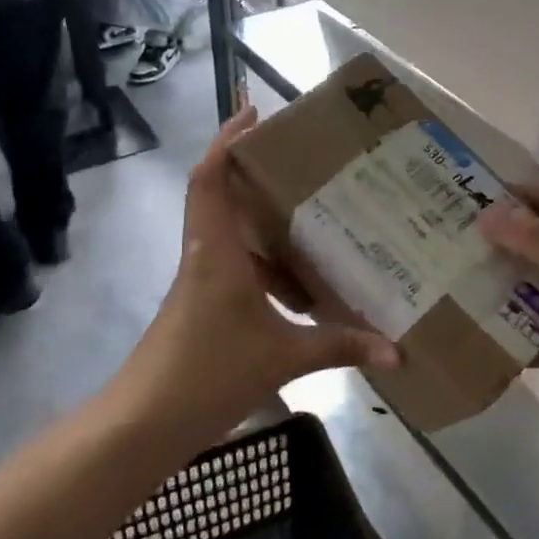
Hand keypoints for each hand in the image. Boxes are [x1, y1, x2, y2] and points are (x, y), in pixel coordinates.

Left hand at [135, 110, 398, 428]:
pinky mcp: (203, 309)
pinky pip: (239, 271)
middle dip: (257, 175)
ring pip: (233, 237)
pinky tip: (303, 292)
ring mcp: (202, 284)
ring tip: (316, 223)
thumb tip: (396, 350)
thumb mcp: (284, 357)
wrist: (142, 426)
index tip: (254, 112)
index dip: (228, 140)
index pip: (211, 178)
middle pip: (222, 197)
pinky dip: (268, 270)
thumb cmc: (207, 373)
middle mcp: (206, 257)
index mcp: (216, 251)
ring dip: (266, 227)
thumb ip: (340, 347)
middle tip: (305, 165)